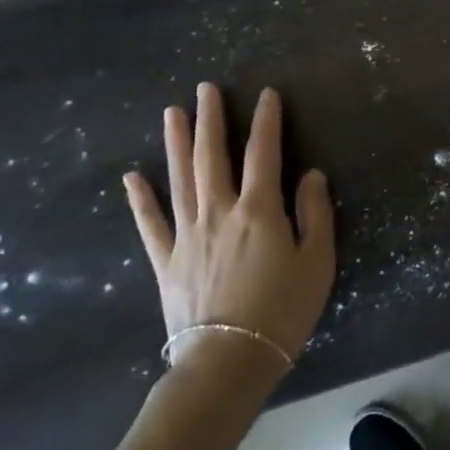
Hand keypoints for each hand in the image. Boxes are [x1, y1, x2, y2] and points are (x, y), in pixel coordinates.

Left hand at [122, 84, 335, 366]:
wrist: (229, 361)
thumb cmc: (283, 311)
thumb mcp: (317, 262)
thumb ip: (315, 214)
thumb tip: (312, 174)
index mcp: (259, 210)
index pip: (264, 153)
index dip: (266, 121)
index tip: (266, 94)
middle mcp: (219, 212)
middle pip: (213, 156)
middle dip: (211, 119)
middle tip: (205, 88)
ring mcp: (187, 236)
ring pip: (180, 179)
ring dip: (177, 143)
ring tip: (172, 113)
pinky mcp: (166, 262)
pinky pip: (151, 225)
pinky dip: (140, 200)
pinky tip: (132, 177)